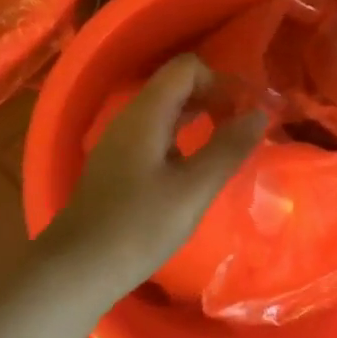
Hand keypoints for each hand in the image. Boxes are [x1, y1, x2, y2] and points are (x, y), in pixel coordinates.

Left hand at [41, 54, 266, 295]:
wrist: (77, 269)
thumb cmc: (139, 227)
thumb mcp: (193, 189)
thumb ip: (228, 148)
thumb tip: (259, 114)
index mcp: (146, 114)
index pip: (187, 68)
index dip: (221, 81)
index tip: (245, 112)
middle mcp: (129, 119)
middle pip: (176, 87)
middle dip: (214, 99)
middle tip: (242, 129)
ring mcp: (120, 143)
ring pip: (165, 113)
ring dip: (199, 120)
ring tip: (226, 147)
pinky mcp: (117, 166)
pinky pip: (155, 136)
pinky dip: (182, 140)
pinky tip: (195, 170)